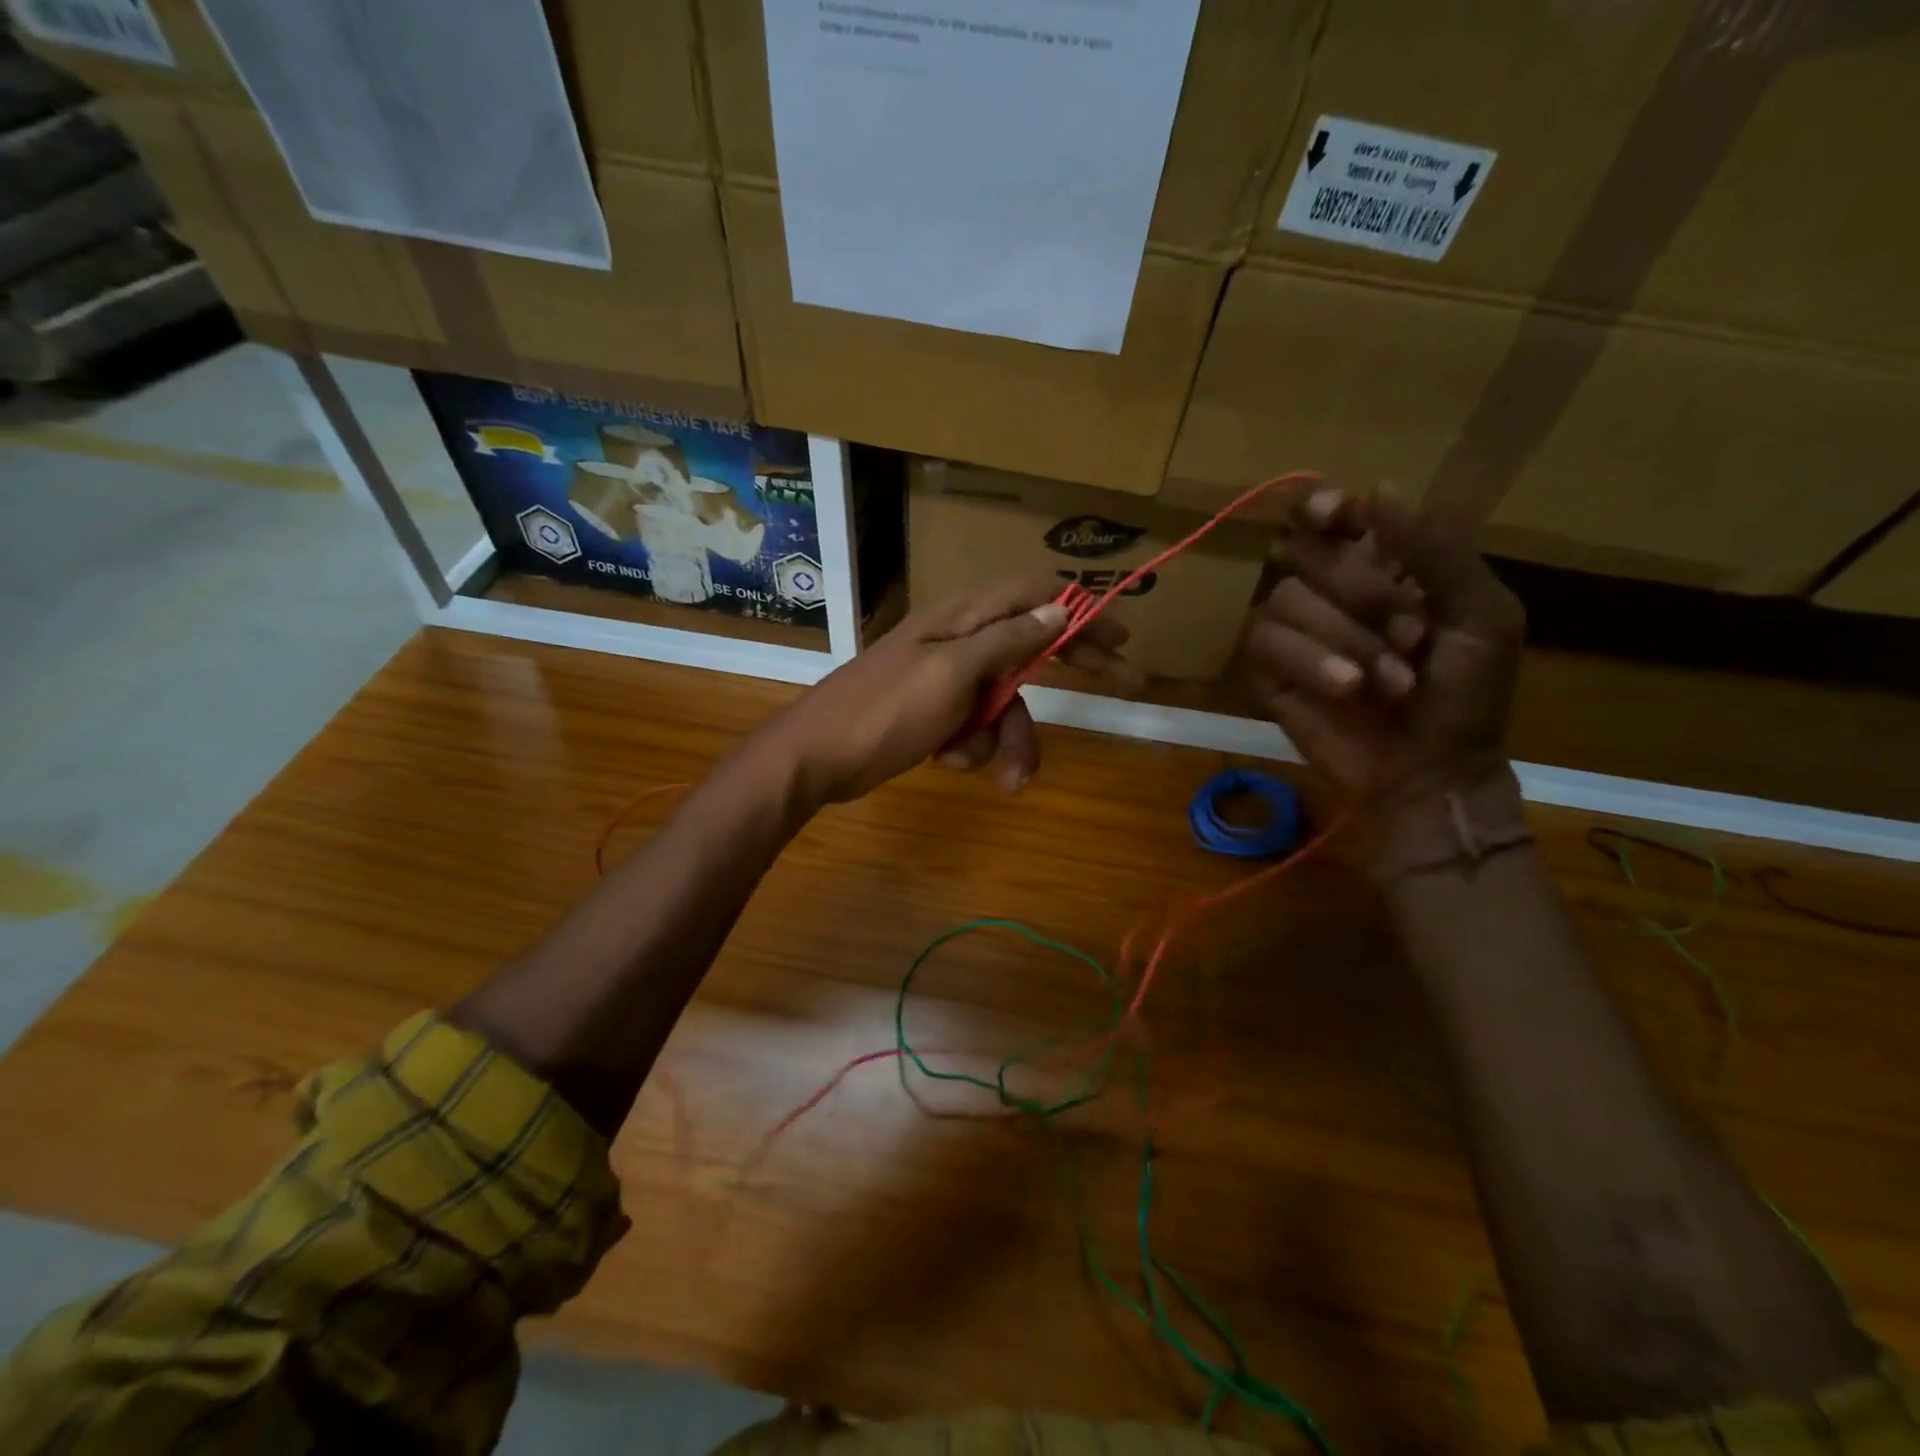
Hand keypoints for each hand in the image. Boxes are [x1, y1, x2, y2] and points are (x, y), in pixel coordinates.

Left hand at [762, 575, 1131, 802]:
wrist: (817, 758)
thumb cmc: (884, 710)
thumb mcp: (952, 672)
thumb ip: (1008, 640)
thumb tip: (1058, 609)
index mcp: (963, 618)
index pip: (1035, 595)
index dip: (1082, 609)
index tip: (1122, 632)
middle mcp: (960, 641)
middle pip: (1032, 646)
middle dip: (1071, 673)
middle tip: (1124, 684)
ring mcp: (947, 679)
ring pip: (1006, 702)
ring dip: (1008, 740)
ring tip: (1006, 780)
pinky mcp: (935, 713)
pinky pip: (975, 727)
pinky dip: (971, 748)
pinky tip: (944, 759)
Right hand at [1240, 483, 1524, 809]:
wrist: (1431, 771)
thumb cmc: (1467, 696)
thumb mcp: (1481, 616)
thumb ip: (1435, 551)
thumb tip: (1377, 489)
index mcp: (1379, 567)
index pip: (1327, 516)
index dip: (1320, 506)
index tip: (1335, 516)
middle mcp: (1327, 592)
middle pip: (1304, 551)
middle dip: (1360, 591)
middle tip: (1411, 637)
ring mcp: (1292, 632)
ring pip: (1284, 599)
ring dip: (1345, 639)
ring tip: (1388, 682)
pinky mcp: (1266, 671)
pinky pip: (1265, 642)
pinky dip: (1309, 662)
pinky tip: (1346, 689)